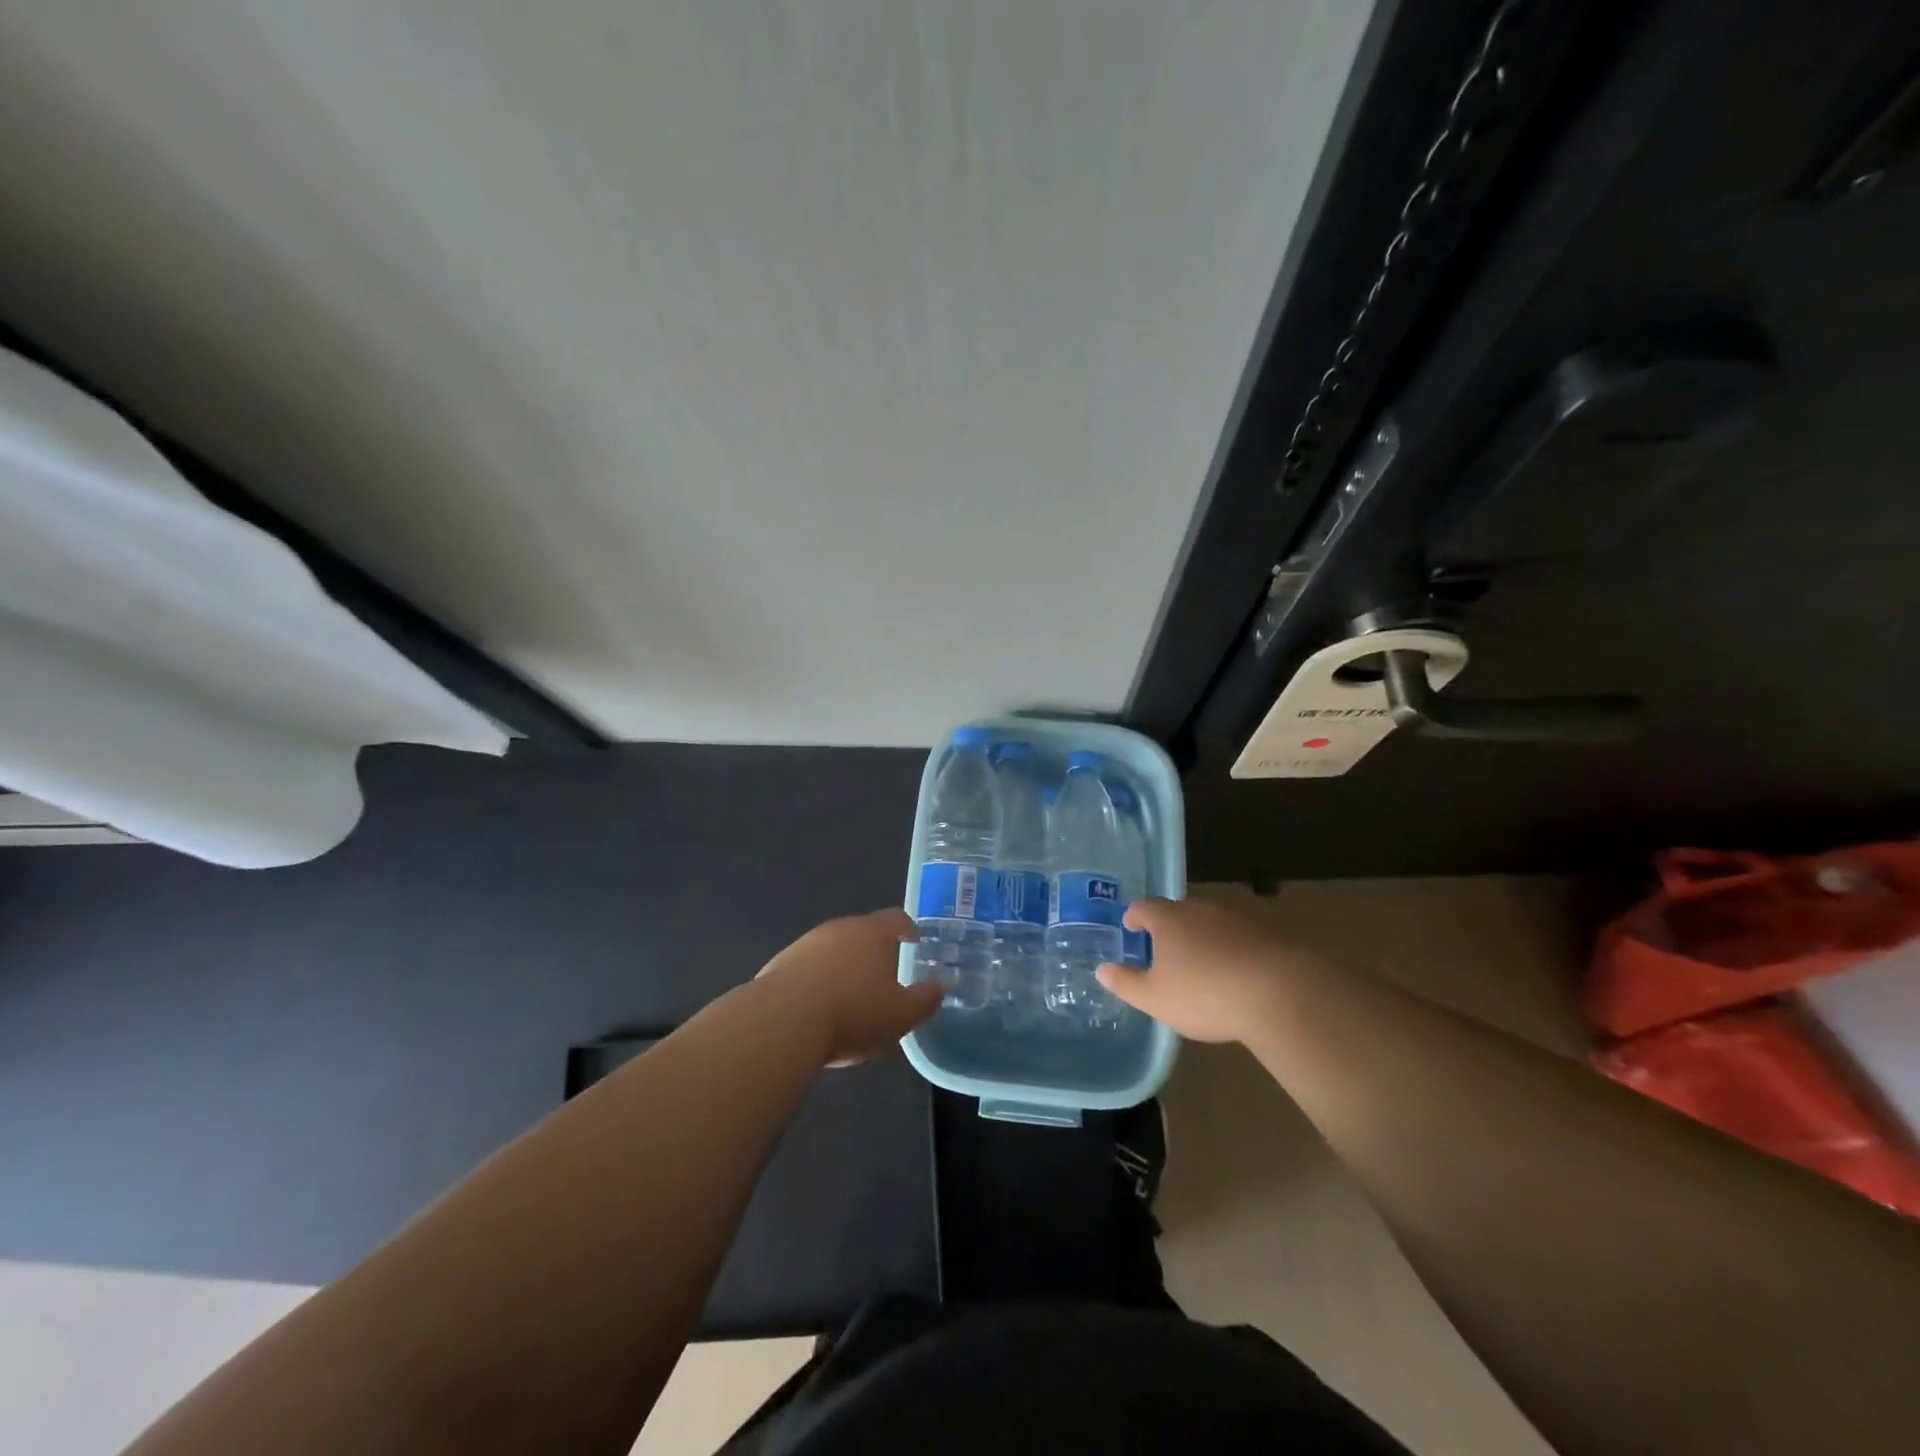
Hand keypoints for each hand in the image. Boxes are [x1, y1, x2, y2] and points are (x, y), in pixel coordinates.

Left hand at [754, 909, 941, 1064]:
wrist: (782, 1021)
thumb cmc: (853, 1012)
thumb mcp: (901, 1015)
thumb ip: (925, 999)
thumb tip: (941, 986)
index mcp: (872, 933)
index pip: (896, 919)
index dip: (907, 929)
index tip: (914, 940)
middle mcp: (838, 929)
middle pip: (862, 932)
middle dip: (874, 951)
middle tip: (884, 975)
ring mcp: (805, 944)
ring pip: (832, 950)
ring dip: (843, 967)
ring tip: (850, 997)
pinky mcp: (779, 965)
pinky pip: (807, 969)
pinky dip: (817, 982)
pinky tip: (818, 1009)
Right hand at [1096, 897, 1310, 1043]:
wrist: (1279, 994)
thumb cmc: (1204, 994)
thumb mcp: (1155, 998)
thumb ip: (1126, 983)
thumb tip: (1102, 970)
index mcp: (1169, 919)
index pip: (1144, 907)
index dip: (1134, 916)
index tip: (1130, 927)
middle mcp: (1200, 910)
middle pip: (1178, 912)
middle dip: (1168, 928)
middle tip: (1163, 949)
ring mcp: (1235, 918)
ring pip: (1209, 923)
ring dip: (1201, 938)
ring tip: (1199, 963)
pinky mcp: (1266, 934)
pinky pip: (1238, 937)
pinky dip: (1229, 949)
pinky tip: (1233, 973)